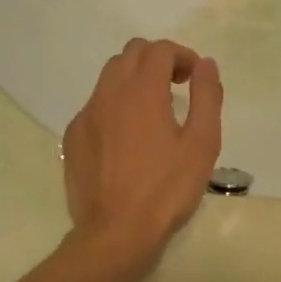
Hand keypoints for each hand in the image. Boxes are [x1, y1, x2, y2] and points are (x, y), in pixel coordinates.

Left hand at [62, 38, 224, 266]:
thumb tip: (205, 65)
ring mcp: (86, 115)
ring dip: (134, 79)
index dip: (182, 55)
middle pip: (131, 54)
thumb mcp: (202, 143)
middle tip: (177, 86)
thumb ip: (207, 97)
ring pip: (109, 76)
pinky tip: (127, 136)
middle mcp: (108, 93)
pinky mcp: (73, 137)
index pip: (159, 49)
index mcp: (142, 90)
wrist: (116, 232)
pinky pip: (95, 105)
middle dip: (157, 60)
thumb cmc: (167, 189)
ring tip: (153, 110)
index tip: (195, 78)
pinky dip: (114, 105)